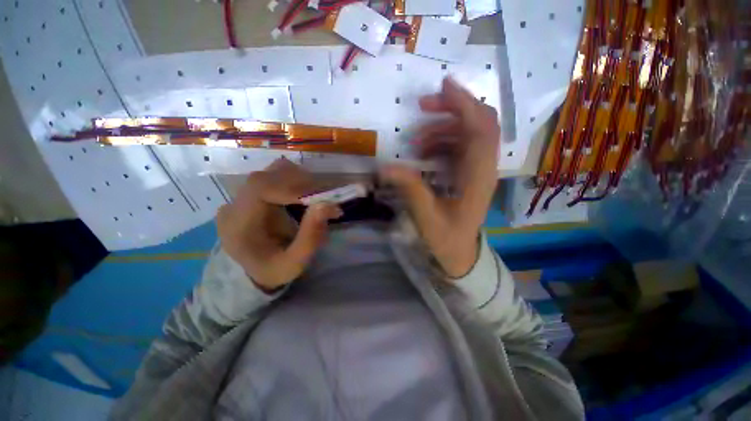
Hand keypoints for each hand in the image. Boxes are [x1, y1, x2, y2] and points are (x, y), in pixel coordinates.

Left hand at [217, 158, 341, 290]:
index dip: (294, 187)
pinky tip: (307, 196)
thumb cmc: (274, 270)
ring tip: (318, 198)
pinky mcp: (255, 192)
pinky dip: (298, 181)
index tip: (322, 198)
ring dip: (302, 181)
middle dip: (303, 184)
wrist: (256, 271)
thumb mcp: (294, 263)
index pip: (261, 188)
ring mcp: (244, 195)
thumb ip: (310, 237)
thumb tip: (328, 204)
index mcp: (237, 224)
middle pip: (270, 175)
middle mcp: (235, 204)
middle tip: (327, 198)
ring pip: (275, 171)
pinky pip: (278, 176)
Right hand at [380, 77, 499, 277]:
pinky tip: (424, 152)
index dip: (465, 104)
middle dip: (453, 108)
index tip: (443, 85)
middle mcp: (483, 168)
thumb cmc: (446, 238)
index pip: (480, 130)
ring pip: (468, 133)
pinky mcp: (469, 173)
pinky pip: (459, 146)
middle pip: (480, 123)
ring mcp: (477, 169)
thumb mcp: (426, 216)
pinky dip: (442, 141)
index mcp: (478, 177)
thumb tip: (386, 166)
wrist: (459, 252)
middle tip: (423, 106)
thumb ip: (410, 188)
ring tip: (416, 140)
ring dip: (443, 127)